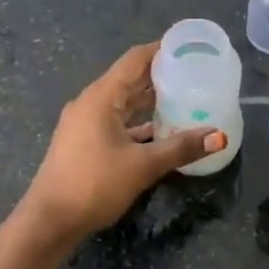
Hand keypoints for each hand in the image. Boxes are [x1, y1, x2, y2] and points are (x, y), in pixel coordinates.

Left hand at [17, 41, 224, 245]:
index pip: (135, 59)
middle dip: (161, 75)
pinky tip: (161, 130)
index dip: (162, 49)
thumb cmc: (93, 184)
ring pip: (124, 102)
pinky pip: (117, 121)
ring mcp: (85, 123)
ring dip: (150, 100)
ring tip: (185, 98)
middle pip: (130, 79)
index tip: (189, 47)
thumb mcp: (142, 166)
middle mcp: (91, 102)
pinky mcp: (84, 142)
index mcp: (102, 96)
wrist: (49, 221)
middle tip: (195, 73)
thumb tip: (219, 136)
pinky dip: (138, 122)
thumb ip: (181, 148)